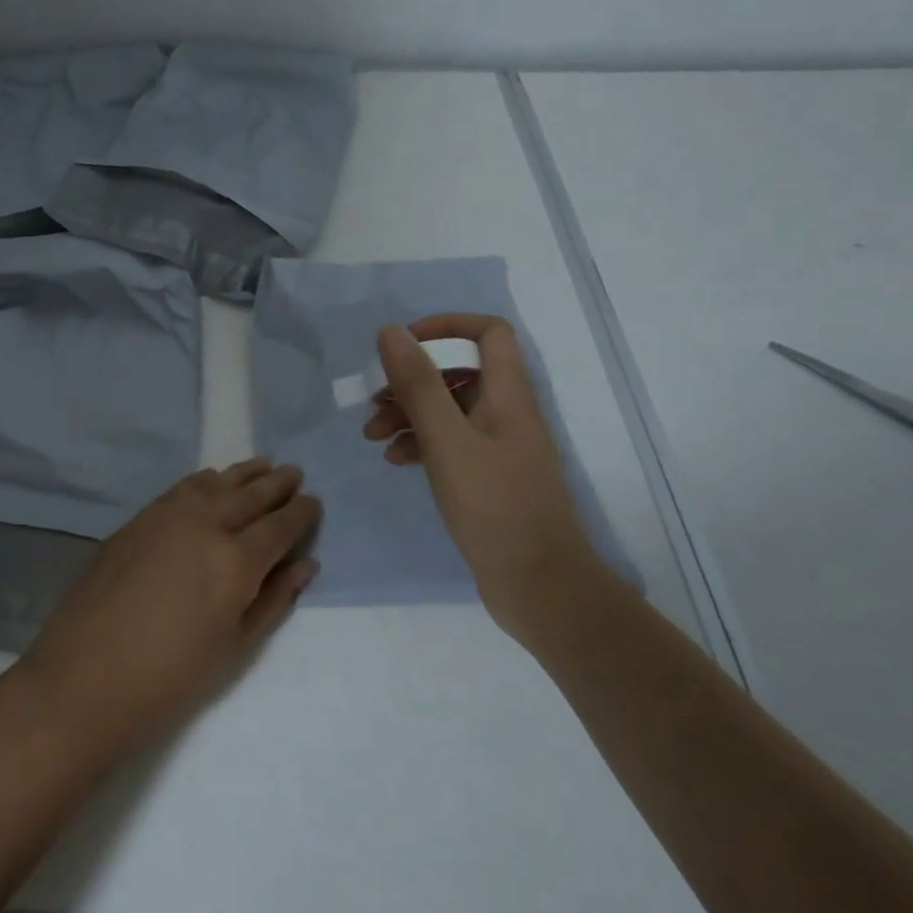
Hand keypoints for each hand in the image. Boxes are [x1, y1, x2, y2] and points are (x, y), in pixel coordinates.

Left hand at [18, 460, 319, 753]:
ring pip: (215, 482)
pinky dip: (205, 480)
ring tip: (263, 465)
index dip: (301, 513)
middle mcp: (205, 524)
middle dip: (277, 484)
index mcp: (236, 561)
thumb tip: (305, 564)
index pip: (280, 526)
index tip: (314, 502)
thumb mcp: (234, 647)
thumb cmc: (170, 677)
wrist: (86, 675)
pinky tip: (212, 480)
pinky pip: (182, 488)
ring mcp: (167, 515)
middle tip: (295, 473)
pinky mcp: (139, 518)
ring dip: (243, 474)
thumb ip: (272, 599)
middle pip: (250, 495)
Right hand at [363, 316, 606, 640]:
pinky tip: (395, 460)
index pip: (487, 333)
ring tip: (373, 436)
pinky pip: (449, 441)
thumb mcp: (447, 441)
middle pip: (459, 371)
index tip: (403, 345)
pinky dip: (419, 442)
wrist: (538, 586)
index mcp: (508, 395)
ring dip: (408, 413)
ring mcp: (499, 446)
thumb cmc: (494, 507)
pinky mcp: (488, 476)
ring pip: (449, 408)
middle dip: (412, 379)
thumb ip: (419, 385)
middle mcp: (507, 412)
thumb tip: (392, 332)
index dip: (446, 327)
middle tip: (374, 400)